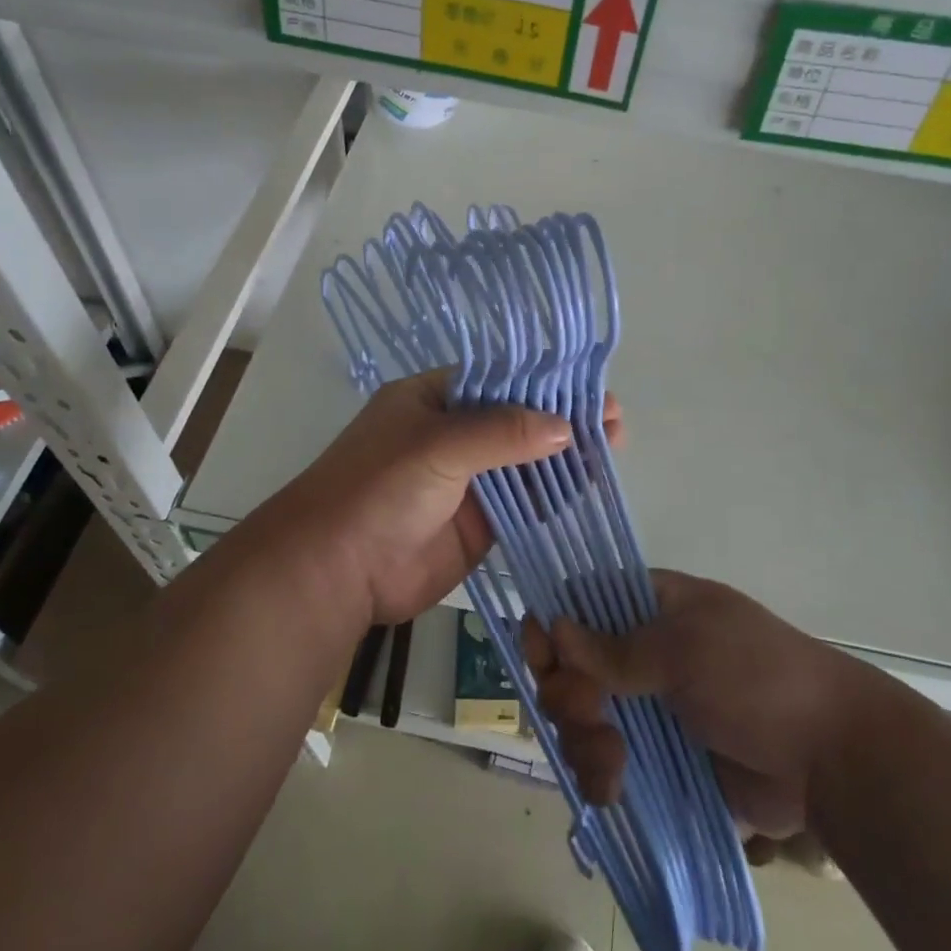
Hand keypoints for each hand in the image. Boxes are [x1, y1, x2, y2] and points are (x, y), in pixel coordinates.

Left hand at [266, 371, 622, 626]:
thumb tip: (566, 428)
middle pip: (518, 419)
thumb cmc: (379, 488)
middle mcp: (453, 433)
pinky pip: (524, 502)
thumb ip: (502, 432)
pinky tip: (589, 485)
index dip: (544, 382)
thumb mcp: (438, 445)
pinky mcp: (479, 522)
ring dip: (566, 455)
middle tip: (613, 421)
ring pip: (526, 461)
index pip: (499, 380)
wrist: (336, 571)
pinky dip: (554, 494)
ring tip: (613, 448)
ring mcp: (468, 479)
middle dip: (563, 418)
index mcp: (434, 399)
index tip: (590, 387)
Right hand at [523, 570, 862, 840]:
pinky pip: (604, 764)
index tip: (540, 657)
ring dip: (582, 741)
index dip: (552, 625)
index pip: (580, 602)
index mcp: (651, 606)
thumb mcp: (685, 649)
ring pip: (581, 718)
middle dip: (566, 694)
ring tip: (613, 765)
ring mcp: (648, 708)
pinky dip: (599, 777)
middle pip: (570, 665)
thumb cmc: (757, 677)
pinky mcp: (656, 761)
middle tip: (592, 716)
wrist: (830, 758)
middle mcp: (641, 652)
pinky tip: (613, 791)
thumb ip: (615, 647)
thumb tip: (554, 626)